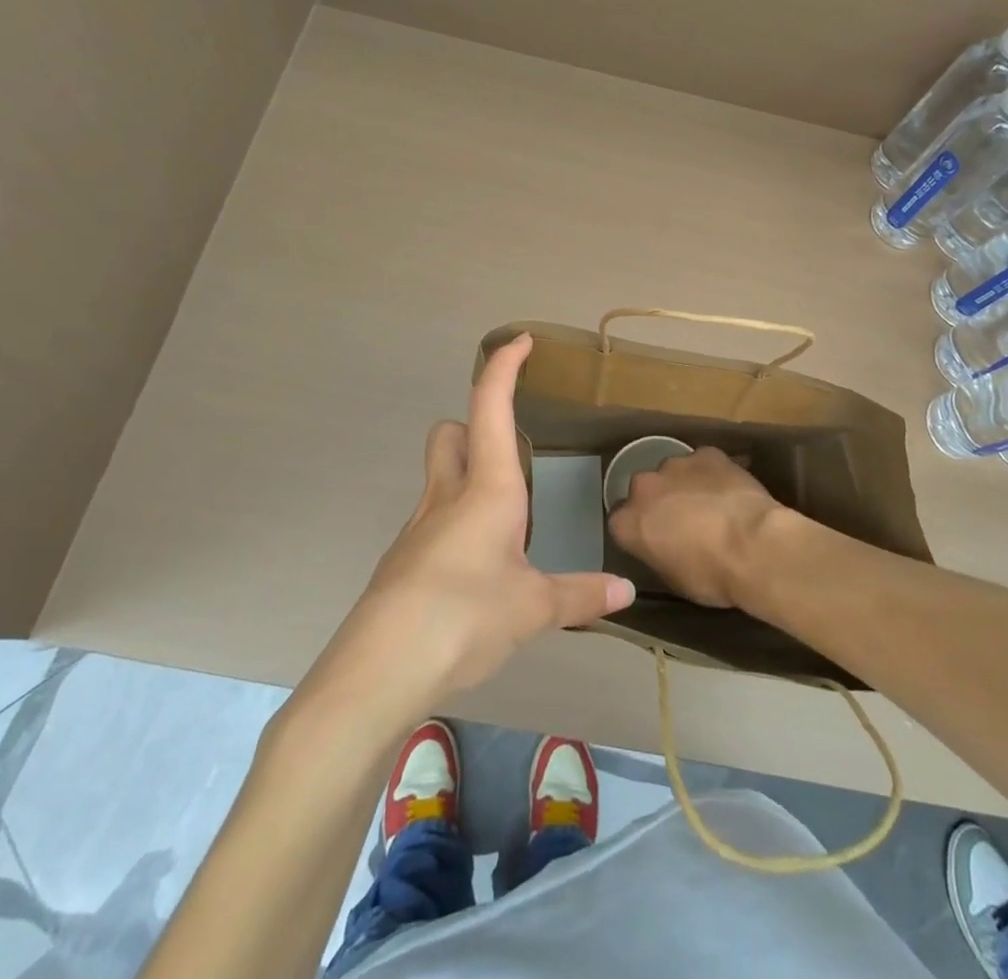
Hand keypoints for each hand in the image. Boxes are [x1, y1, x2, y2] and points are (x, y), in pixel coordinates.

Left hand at [323, 335, 635, 716]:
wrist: (380, 667)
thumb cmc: (465, 616)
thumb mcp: (534, 608)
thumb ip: (580, 595)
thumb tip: (627, 592)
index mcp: (487, 489)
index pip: (491, 406)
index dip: (505, 366)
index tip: (521, 341)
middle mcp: (448, 495)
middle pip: (450, 432)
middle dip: (475, 426)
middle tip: (511, 455)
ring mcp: (419, 527)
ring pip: (440, 476)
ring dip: (468, 478)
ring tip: (508, 523)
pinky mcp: (404, 560)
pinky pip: (434, 522)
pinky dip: (458, 526)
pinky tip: (478, 572)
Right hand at [607, 446, 784, 607]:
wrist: (753, 546)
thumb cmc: (711, 575)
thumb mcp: (674, 579)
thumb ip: (658, 553)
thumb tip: (664, 547)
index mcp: (628, 522)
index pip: (622, 521)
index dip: (639, 528)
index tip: (654, 539)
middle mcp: (644, 487)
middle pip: (644, 490)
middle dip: (659, 501)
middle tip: (683, 520)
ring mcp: (675, 465)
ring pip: (673, 472)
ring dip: (684, 485)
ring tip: (710, 504)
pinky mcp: (706, 454)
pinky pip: (704, 462)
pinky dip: (712, 474)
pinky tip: (730, 490)